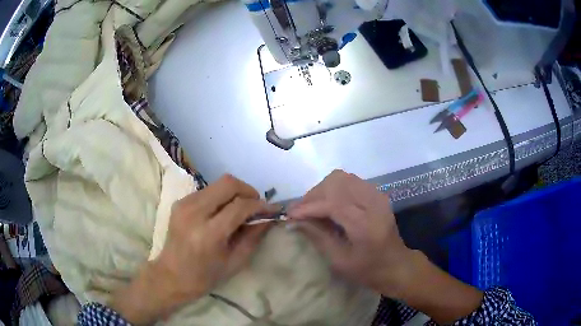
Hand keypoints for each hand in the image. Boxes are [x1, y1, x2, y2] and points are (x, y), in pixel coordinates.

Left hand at [111, 175, 274, 324]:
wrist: (171, 275)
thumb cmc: (205, 276)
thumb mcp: (235, 262)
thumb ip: (253, 237)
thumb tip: (268, 217)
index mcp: (208, 233)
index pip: (240, 206)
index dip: (260, 205)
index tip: (272, 209)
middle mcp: (194, 212)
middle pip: (227, 183)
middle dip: (247, 190)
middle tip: (256, 204)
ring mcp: (184, 204)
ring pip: (217, 183)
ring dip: (234, 193)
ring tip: (241, 209)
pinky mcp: (180, 202)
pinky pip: (207, 190)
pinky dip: (221, 196)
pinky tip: (223, 211)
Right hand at [287, 170, 411, 296]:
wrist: (396, 265)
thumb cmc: (368, 270)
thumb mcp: (339, 261)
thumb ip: (318, 236)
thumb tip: (295, 220)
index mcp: (365, 224)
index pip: (332, 203)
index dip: (307, 207)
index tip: (289, 215)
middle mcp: (373, 203)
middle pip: (336, 183)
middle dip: (314, 195)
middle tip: (301, 212)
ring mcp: (377, 195)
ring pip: (342, 178)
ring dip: (323, 190)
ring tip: (313, 208)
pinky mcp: (377, 194)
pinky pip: (350, 181)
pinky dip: (334, 189)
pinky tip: (329, 204)